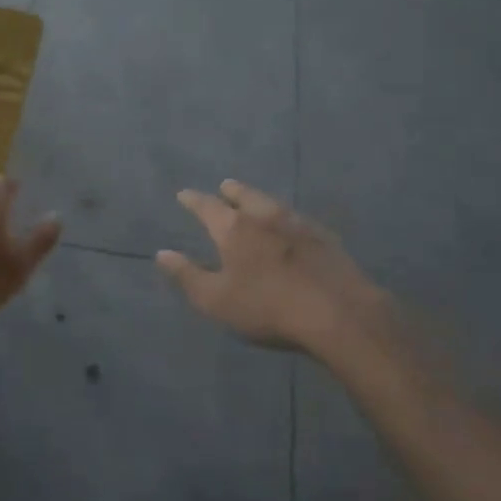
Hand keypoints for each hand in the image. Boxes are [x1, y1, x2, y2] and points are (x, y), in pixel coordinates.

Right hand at [156, 180, 387, 354]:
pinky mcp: (325, 237)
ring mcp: (298, 223)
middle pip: (244, 195)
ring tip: (254, 201)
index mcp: (234, 228)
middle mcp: (265, 216)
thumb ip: (187, 275)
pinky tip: (291, 226)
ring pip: (272, 203)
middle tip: (224, 187)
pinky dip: (286, 218)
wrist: (338, 313)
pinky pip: (297, 219)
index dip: (193, 200)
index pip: (207, 206)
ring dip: (258, 199)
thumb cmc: (267, 307)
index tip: (184, 194)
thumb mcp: (216, 300)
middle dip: (230, 191)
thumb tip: (162, 253)